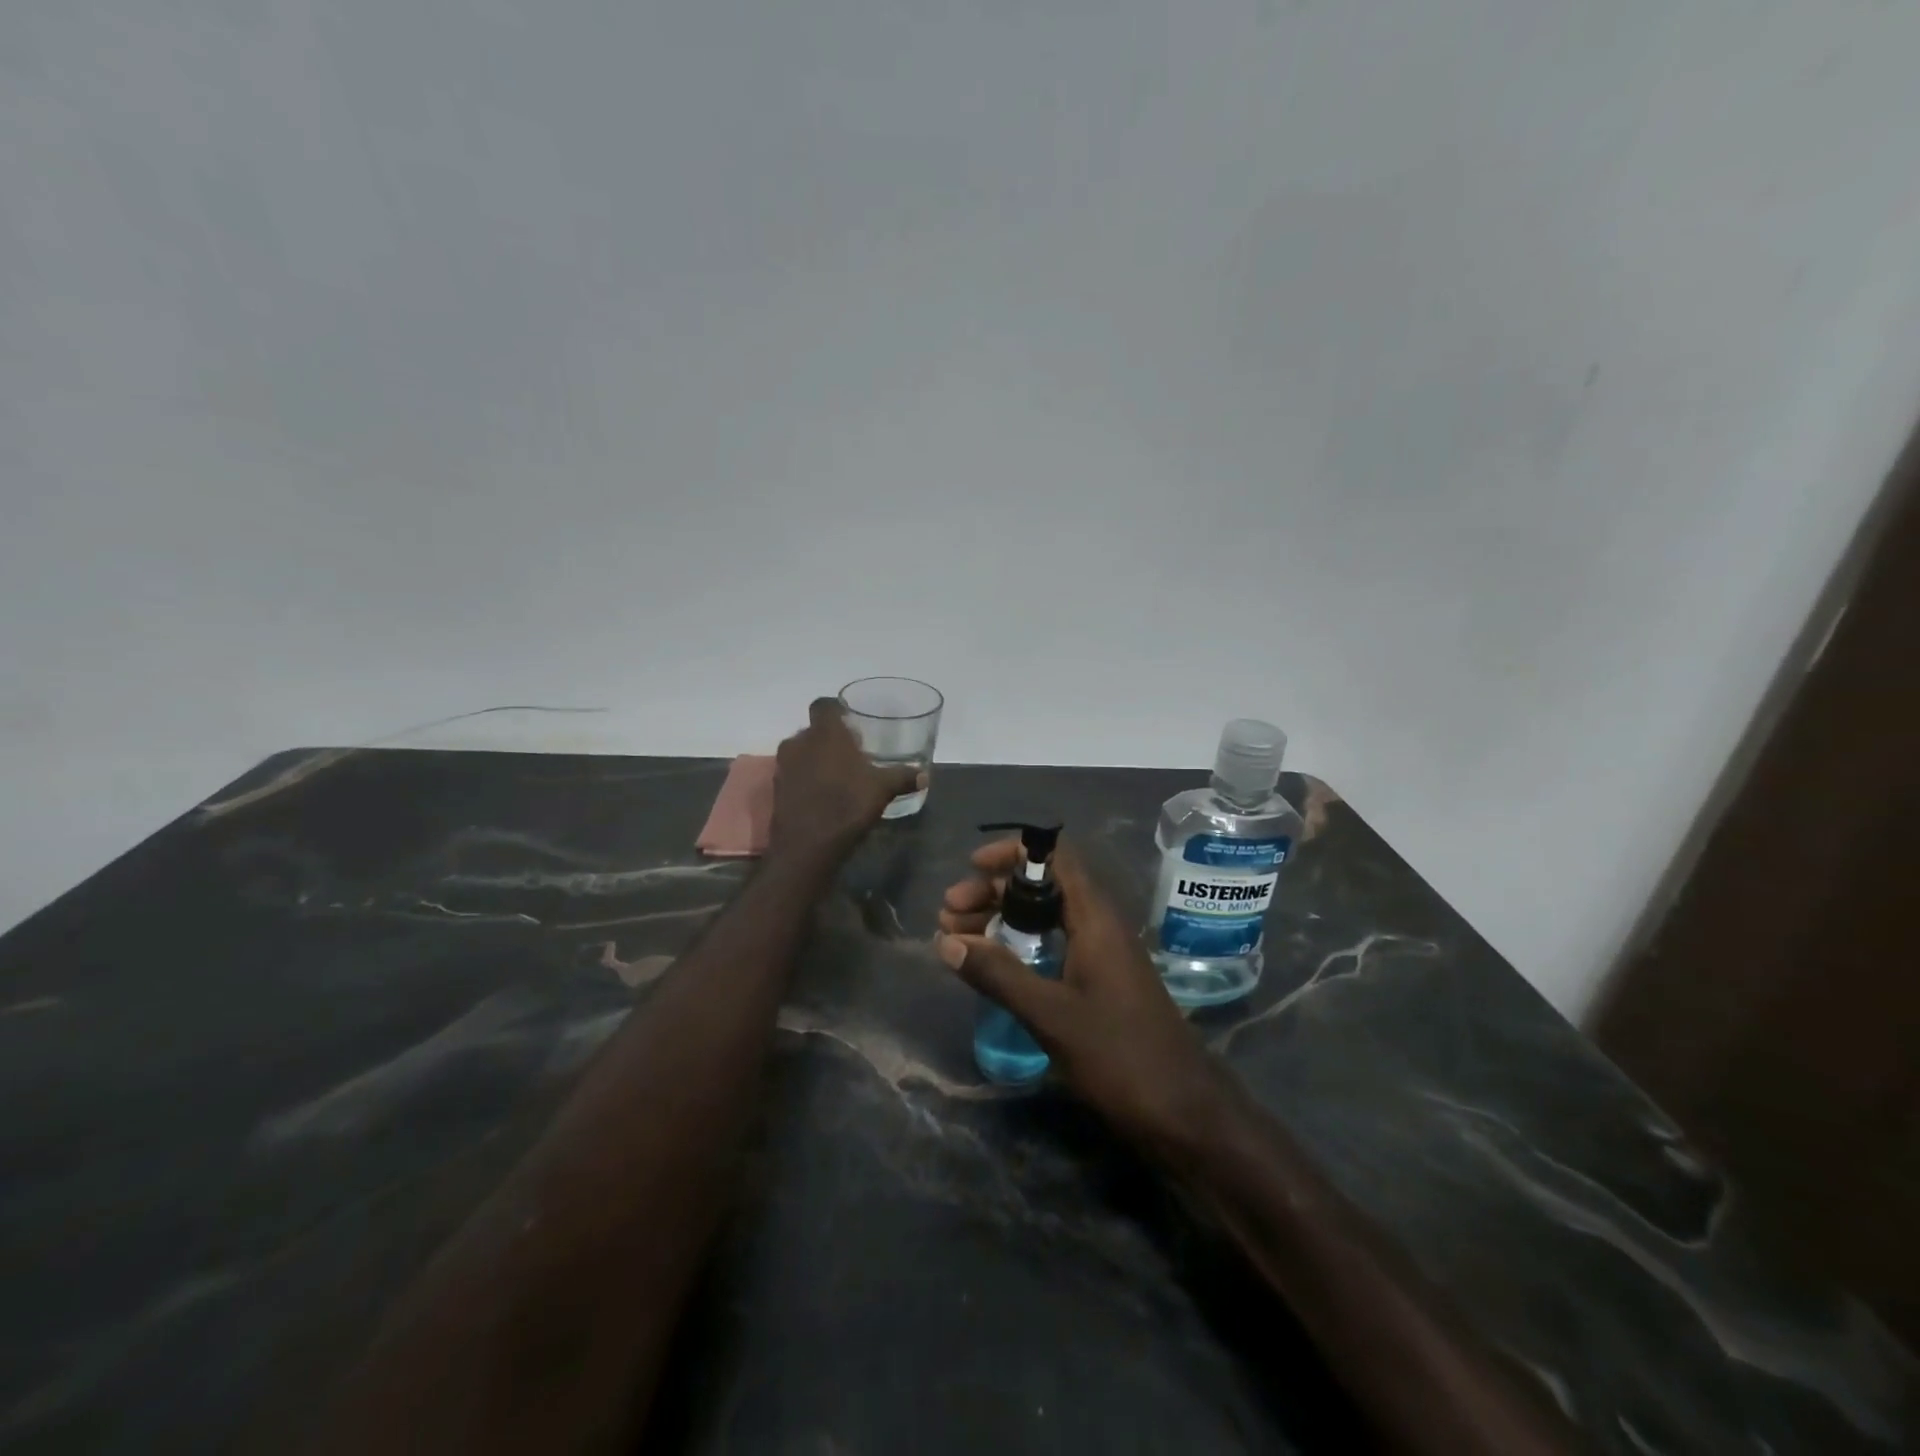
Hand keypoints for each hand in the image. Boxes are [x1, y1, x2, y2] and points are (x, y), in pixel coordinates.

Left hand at [768, 698, 919, 864]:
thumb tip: (924, 775)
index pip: (824, 705)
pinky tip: (823, 794)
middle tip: (851, 752)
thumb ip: (902, 777)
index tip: (851, 721)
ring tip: (839, 775)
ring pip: (802, 751)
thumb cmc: (846, 805)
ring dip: (816, 758)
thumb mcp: (882, 790)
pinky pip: (794, 773)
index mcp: (825, 733)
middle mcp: (799, 742)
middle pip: (814, 730)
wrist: (806, 846)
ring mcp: (783, 765)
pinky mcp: (777, 788)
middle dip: (830, 738)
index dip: (836, 710)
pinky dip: (806, 777)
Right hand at [937, 838, 1237, 1162]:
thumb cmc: (1120, 1056)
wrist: (1185, 1112)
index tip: (972, 867)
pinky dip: (1019, 946)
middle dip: (993, 891)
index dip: (1013, 852)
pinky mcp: (1100, 982)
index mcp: (1095, 918)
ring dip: (1002, 919)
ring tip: (957, 938)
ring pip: (1045, 916)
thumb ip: (998, 975)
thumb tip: (945, 941)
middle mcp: (1099, 925)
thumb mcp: (1051, 1015)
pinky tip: (992, 967)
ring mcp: (1102, 954)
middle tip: (950, 914)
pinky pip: (1054, 944)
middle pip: (1043, 884)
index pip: (1055, 856)